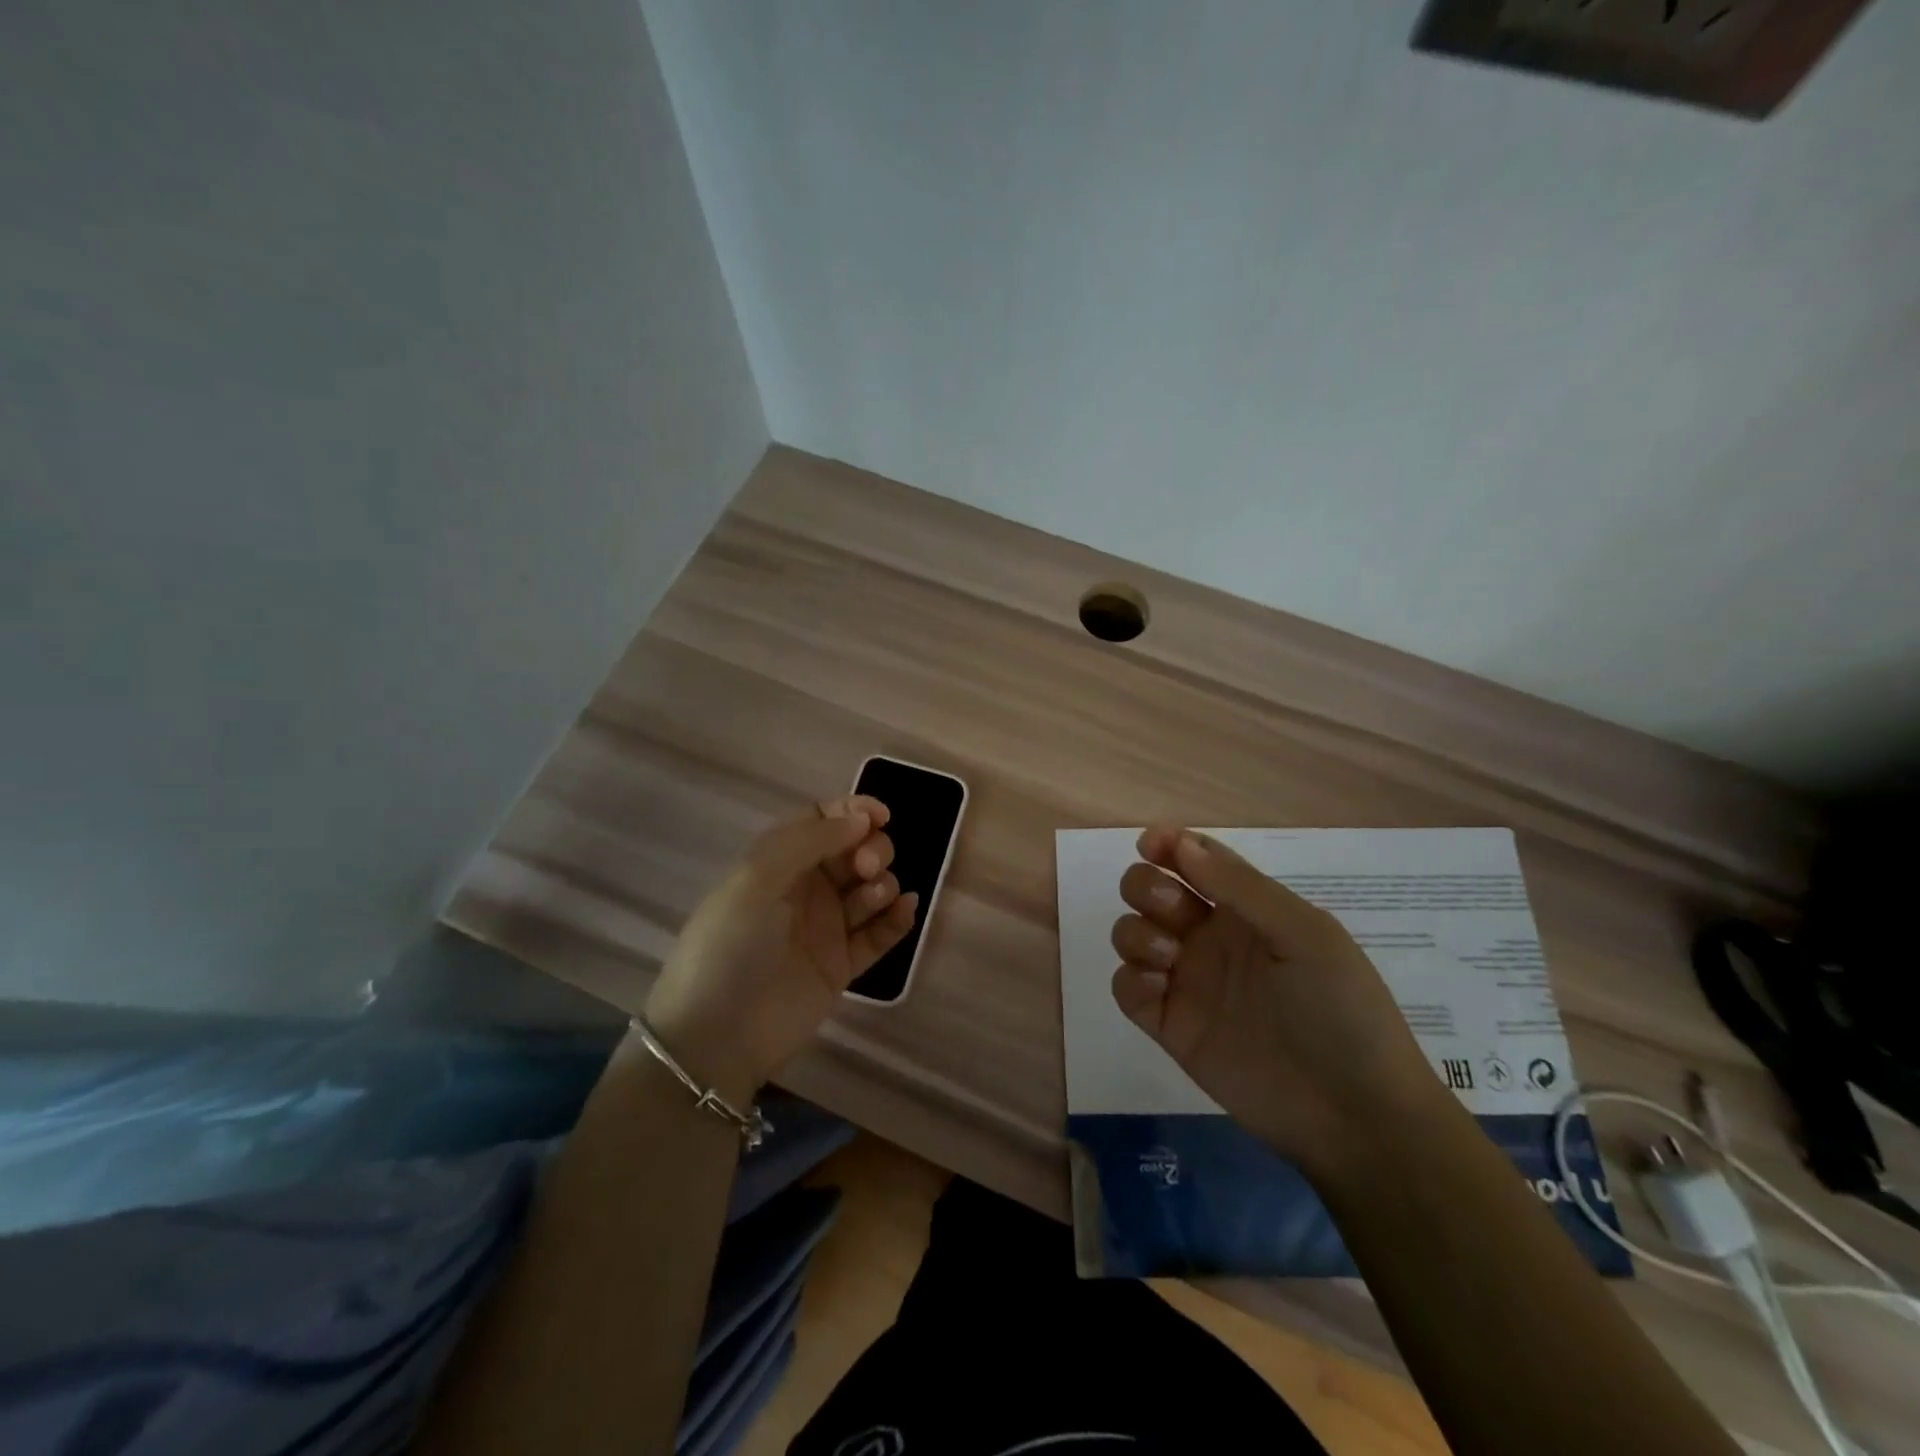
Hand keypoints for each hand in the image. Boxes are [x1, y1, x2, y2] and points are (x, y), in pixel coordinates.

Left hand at [644, 795, 917, 1105]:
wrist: (717, 1036)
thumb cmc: (730, 945)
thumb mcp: (757, 878)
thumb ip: (810, 839)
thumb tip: (860, 818)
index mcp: (777, 862)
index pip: (821, 821)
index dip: (852, 812)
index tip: (881, 816)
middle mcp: (804, 890)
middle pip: (853, 852)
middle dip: (871, 848)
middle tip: (867, 867)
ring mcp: (825, 928)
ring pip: (870, 889)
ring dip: (883, 882)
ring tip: (876, 895)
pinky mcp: (842, 965)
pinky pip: (879, 934)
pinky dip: (896, 918)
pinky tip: (905, 909)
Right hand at [1109, 827, 1443, 1177]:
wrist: (1353, 1114)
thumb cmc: (1340, 1010)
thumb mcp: (1304, 935)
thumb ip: (1241, 888)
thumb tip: (1179, 843)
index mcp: (1247, 910)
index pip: (1196, 861)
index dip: (1168, 844)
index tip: (1149, 844)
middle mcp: (1210, 938)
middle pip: (1153, 891)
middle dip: (1145, 886)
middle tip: (1171, 908)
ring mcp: (1188, 982)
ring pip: (1132, 934)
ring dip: (1136, 933)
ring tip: (1168, 957)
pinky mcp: (1170, 1026)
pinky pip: (1127, 988)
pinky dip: (1131, 979)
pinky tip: (1159, 988)